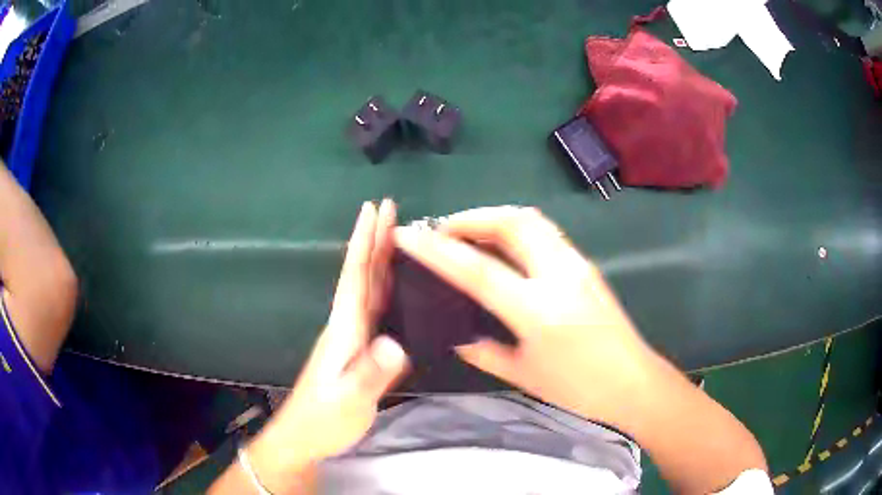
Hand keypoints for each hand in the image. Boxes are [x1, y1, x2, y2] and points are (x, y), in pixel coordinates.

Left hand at [248, 200, 408, 492]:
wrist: (303, 438)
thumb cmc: (323, 420)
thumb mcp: (349, 401)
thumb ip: (372, 374)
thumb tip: (397, 342)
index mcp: (344, 329)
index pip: (356, 276)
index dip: (365, 241)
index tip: (375, 208)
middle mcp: (347, 325)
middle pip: (362, 274)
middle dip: (375, 238)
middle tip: (390, 207)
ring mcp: (351, 338)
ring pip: (368, 288)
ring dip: (380, 258)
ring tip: (396, 234)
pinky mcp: (358, 350)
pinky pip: (375, 308)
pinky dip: (385, 287)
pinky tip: (397, 285)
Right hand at [394, 206, 653, 424]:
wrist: (633, 382)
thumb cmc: (579, 388)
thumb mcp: (524, 374)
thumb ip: (483, 350)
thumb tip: (456, 334)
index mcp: (539, 311)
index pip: (478, 270)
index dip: (437, 250)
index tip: (407, 235)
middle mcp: (560, 275)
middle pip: (512, 222)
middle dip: (471, 217)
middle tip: (442, 231)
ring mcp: (577, 264)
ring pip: (532, 219)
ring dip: (494, 218)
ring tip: (468, 234)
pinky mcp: (586, 264)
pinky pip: (545, 232)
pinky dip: (515, 229)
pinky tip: (502, 248)